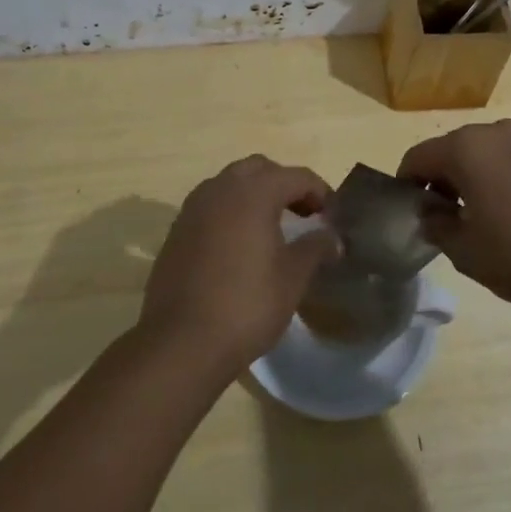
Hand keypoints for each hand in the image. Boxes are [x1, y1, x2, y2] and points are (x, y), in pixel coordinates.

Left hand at [139, 156, 338, 377]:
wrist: (181, 343)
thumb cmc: (246, 305)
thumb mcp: (292, 278)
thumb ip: (315, 248)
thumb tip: (331, 237)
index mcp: (253, 192)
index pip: (296, 176)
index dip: (320, 191)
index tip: (333, 217)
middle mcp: (220, 189)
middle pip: (259, 169)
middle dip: (285, 184)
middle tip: (304, 214)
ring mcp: (193, 208)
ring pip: (231, 183)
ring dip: (255, 195)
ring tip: (274, 227)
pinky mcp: (177, 230)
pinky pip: (211, 206)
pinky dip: (231, 212)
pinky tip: (241, 244)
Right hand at [399, 120, 510, 313]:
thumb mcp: (468, 253)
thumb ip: (438, 227)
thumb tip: (431, 212)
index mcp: (467, 149)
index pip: (419, 156)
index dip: (408, 181)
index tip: (412, 208)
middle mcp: (500, 133)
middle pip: (458, 149)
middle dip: (447, 177)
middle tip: (450, 215)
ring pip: (495, 153)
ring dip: (485, 176)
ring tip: (494, 215)